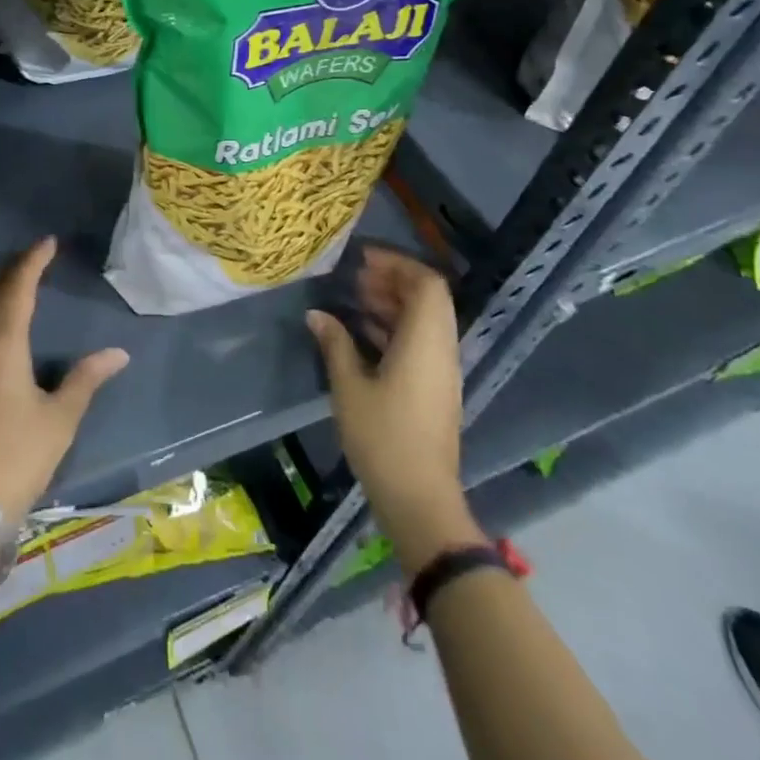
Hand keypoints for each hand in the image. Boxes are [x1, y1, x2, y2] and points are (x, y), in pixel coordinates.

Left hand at [0, 236, 129, 526]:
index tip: (48, 243)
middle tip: (33, 258)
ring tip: (8, 280)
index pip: (17, 289)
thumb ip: (86, 379)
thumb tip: (118, 353)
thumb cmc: (17, 456)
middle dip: (10, 269)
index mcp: (2, 345)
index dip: (32, 262)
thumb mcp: (60, 418)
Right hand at [307, 246, 482, 571]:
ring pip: (425, 321)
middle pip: (428, 298)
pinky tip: (362, 334)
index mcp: (426, 341)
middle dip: (393, 280)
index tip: (362, 259)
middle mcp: (442, 349)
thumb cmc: (383, 437)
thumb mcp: (349, 387)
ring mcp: (442, 371)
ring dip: (393, 304)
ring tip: (354, 299)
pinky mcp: (436, 389)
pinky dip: (396, 328)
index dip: (397, 264)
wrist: (420, 500)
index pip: (427, 283)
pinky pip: (421, 342)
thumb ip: (335, 344)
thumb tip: (317, 314)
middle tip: (355, 278)